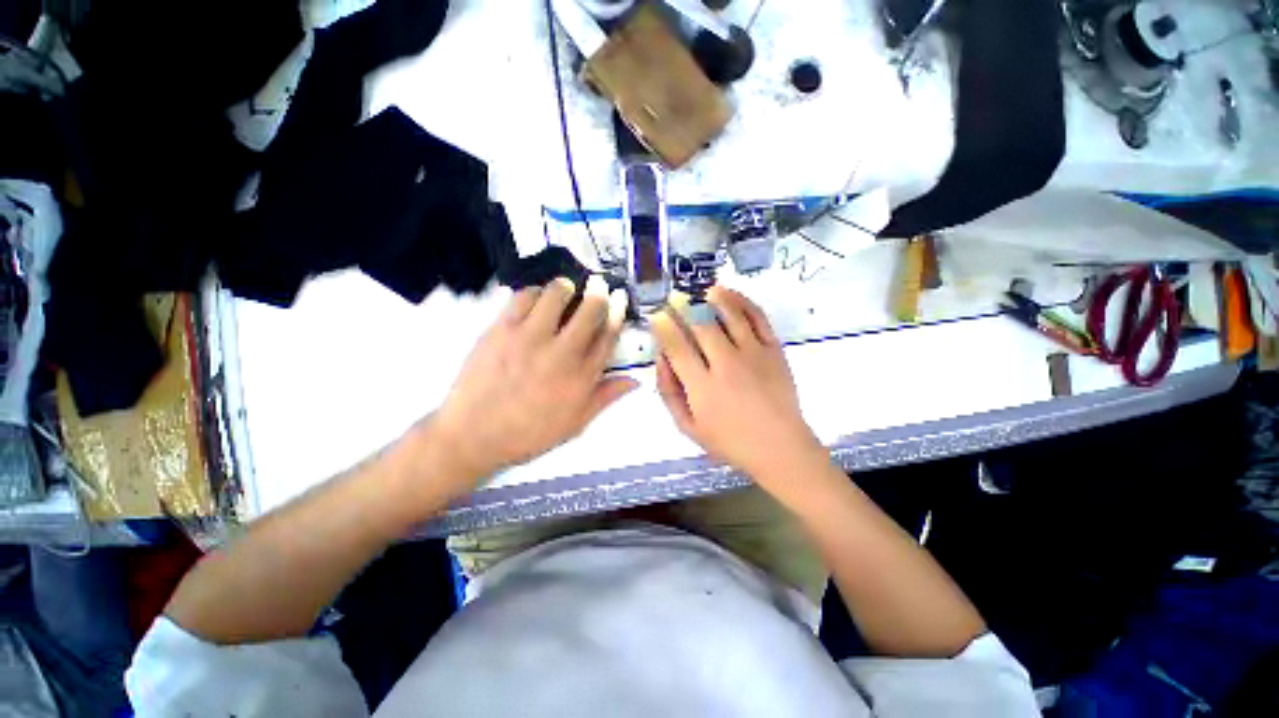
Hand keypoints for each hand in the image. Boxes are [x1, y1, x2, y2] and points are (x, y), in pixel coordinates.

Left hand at [433, 276, 634, 480]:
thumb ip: (606, 397)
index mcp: (582, 376)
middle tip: (597, 286)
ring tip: (566, 290)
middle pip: (589, 309)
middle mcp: (562, 352)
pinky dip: (535, 292)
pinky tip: (536, 299)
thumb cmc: (529, 432)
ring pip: (557, 295)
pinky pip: (523, 297)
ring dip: (566, 288)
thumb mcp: (576, 423)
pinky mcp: (502, 329)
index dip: (617, 313)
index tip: (619, 298)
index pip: (608, 335)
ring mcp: (531, 337)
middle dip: (598, 293)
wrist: (473, 434)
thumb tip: (635, 380)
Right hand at [650, 287, 826, 492]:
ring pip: (729, 314)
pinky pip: (757, 316)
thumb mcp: (688, 427)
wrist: (780, 448)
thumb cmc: (729, 441)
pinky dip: (741, 300)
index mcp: (702, 387)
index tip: (656, 315)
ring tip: (700, 292)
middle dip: (682, 307)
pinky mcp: (774, 349)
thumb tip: (662, 358)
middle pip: (700, 325)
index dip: (663, 326)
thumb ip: (669, 392)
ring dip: (711, 298)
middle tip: (673, 301)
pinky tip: (727, 294)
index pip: (676, 346)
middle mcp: (726, 365)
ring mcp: (754, 354)